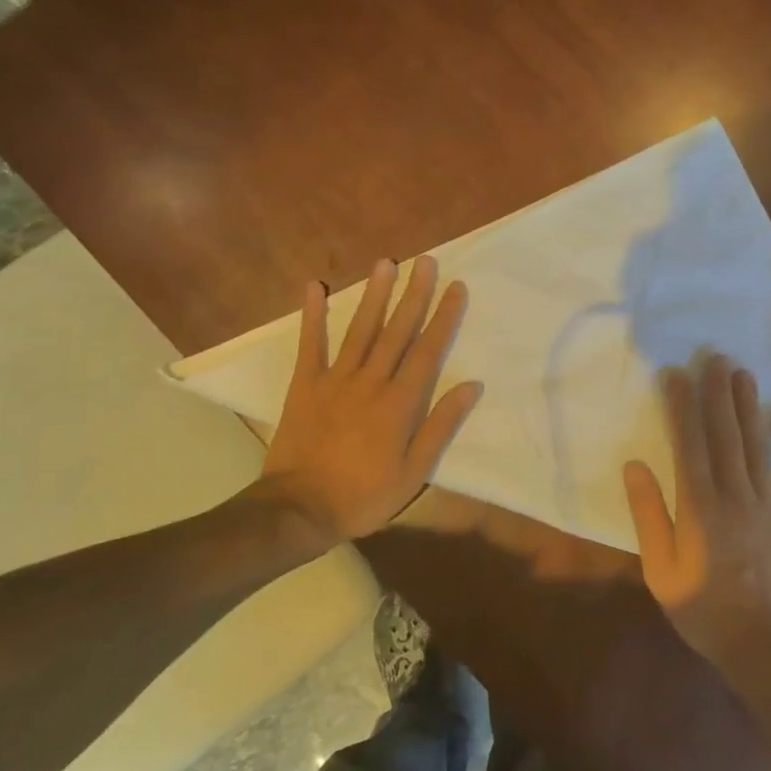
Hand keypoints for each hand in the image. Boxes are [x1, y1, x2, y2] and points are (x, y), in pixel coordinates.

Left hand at [262, 256, 482, 548]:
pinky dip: (312, 315)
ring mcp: (335, 379)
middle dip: (414, 294)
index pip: (428, 350)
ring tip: (386, 263)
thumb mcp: (414, 472)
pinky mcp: (305, 384)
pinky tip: (315, 287)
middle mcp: (370, 381)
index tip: (456, 288)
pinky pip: (310, 344)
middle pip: (397, 331)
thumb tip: (471, 386)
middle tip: (426, 261)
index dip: (444, 317)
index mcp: (399, 403)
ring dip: (374, 295)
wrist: (299, 509)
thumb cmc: (363, 495)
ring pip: (360, 329)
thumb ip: (441, 426)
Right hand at [624, 354, 770, 684]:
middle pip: (725, 434)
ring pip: (756, 444)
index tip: (676, 374)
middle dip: (717, 392)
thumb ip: (648, 516)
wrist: (769, 650)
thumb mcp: (661, 571)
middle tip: (713, 356)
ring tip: (741, 373)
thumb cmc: (705, 611)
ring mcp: (768, 504)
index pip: (689, 443)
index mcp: (700, 508)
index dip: (682, 406)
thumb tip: (635, 465)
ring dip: (748, 406)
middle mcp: (735, 495)